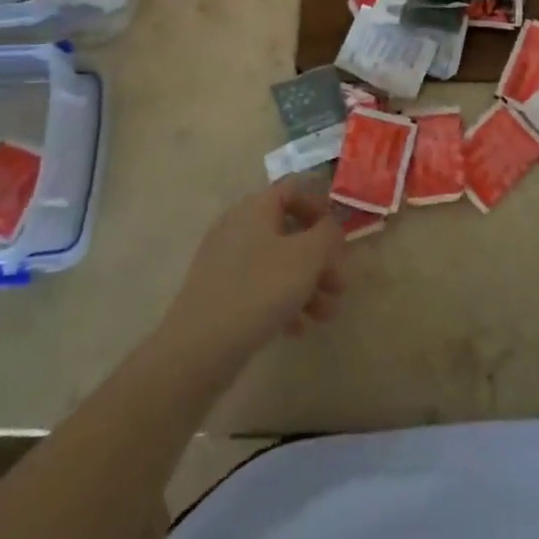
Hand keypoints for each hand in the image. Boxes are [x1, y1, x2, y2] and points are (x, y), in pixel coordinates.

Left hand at [165, 182, 346, 366]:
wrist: (198, 348)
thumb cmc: (259, 290)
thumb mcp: (306, 257)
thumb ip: (327, 234)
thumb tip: (330, 225)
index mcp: (256, 208)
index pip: (293, 189)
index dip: (320, 207)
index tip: (337, 236)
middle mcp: (238, 227)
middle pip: (289, 231)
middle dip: (320, 259)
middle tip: (339, 286)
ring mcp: (226, 261)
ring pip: (277, 263)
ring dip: (307, 285)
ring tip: (326, 316)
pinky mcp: (220, 292)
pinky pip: (259, 287)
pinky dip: (282, 302)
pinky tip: (297, 329)